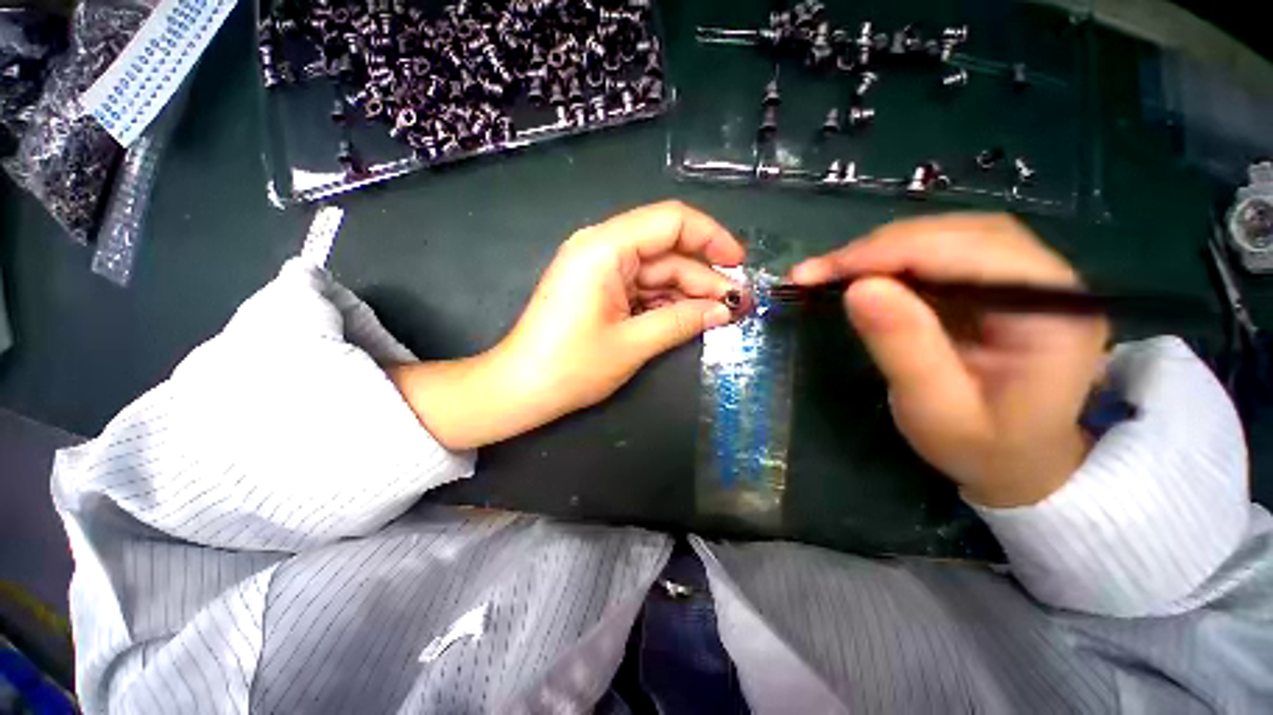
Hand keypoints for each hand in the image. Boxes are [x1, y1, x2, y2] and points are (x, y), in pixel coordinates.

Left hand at [390, 201, 744, 449]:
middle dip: (704, 276)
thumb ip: (682, 321)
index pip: (670, 221)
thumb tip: (725, 310)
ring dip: (689, 292)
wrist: (520, 389)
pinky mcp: (600, 290)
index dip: (711, 238)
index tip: (739, 264)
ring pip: (657, 272)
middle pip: (667, 250)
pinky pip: (642, 288)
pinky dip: (667, 302)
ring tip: (721, 315)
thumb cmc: (571, 367)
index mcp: (605, 248)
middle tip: (738, 305)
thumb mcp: (633, 344)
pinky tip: (690, 318)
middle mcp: (601, 248)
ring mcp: (600, 270)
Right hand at [790, 214, 1109, 507]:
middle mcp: (1050, 280)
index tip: (820, 273)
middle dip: (878, 249)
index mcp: (1054, 313)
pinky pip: (942, 253)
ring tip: (831, 274)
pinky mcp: (998, 283)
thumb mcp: (935, 409)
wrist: (1020, 463)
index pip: (968, 253)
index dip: (887, 254)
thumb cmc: (982, 449)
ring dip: (882, 251)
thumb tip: (858, 289)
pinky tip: (862, 275)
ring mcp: (1026, 277)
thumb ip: (903, 348)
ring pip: (948, 236)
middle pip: (959, 234)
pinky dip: (892, 259)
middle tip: (816, 274)